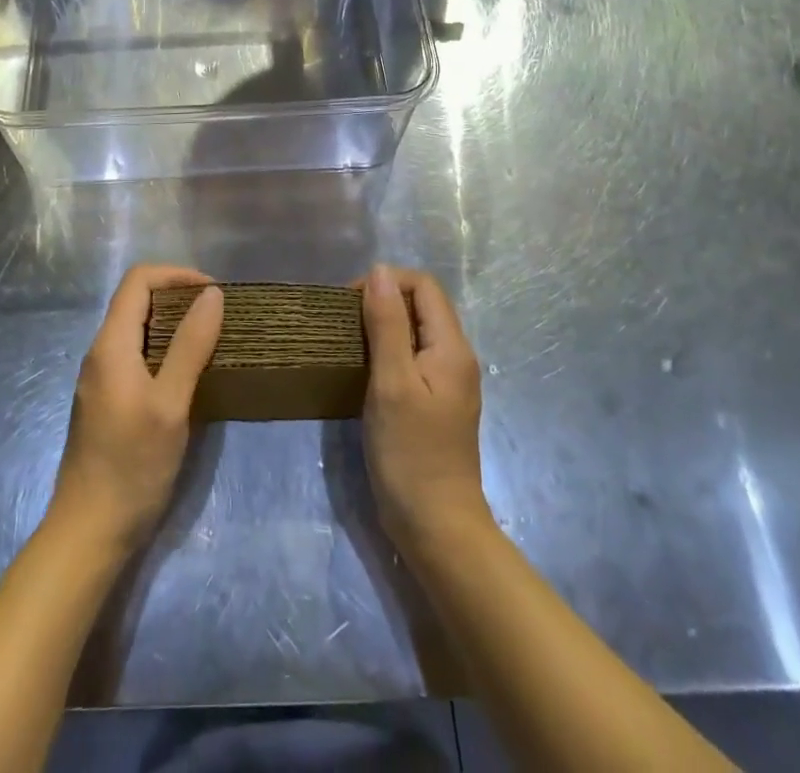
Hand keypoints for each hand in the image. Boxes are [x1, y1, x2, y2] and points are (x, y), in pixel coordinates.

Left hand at [47, 264, 222, 556]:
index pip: (138, 280)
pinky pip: (136, 355)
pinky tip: (189, 374)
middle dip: (178, 297)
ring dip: (174, 325)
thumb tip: (212, 294)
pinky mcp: (107, 400)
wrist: (90, 532)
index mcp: (110, 344)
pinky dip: (165, 350)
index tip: (214, 292)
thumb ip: (190, 345)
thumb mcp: (170, 404)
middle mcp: (101, 352)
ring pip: (137, 329)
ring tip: (211, 340)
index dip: (176, 275)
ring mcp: (101, 378)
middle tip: (218, 316)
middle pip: (136, 301)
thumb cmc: (132, 465)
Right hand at [360, 264, 489, 560]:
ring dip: (382, 326)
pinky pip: (412, 358)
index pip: (423, 286)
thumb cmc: (411, 453)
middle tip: (344, 322)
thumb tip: (379, 271)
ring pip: (415, 332)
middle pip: (421, 305)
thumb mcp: (392, 382)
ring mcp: (447, 382)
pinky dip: (387, 352)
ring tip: (348, 342)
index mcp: (451, 347)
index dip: (386, 282)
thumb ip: (387, 324)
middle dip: (382, 301)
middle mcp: (456, 357)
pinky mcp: (435, 403)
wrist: (437, 527)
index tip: (350, 303)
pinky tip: (363, 370)